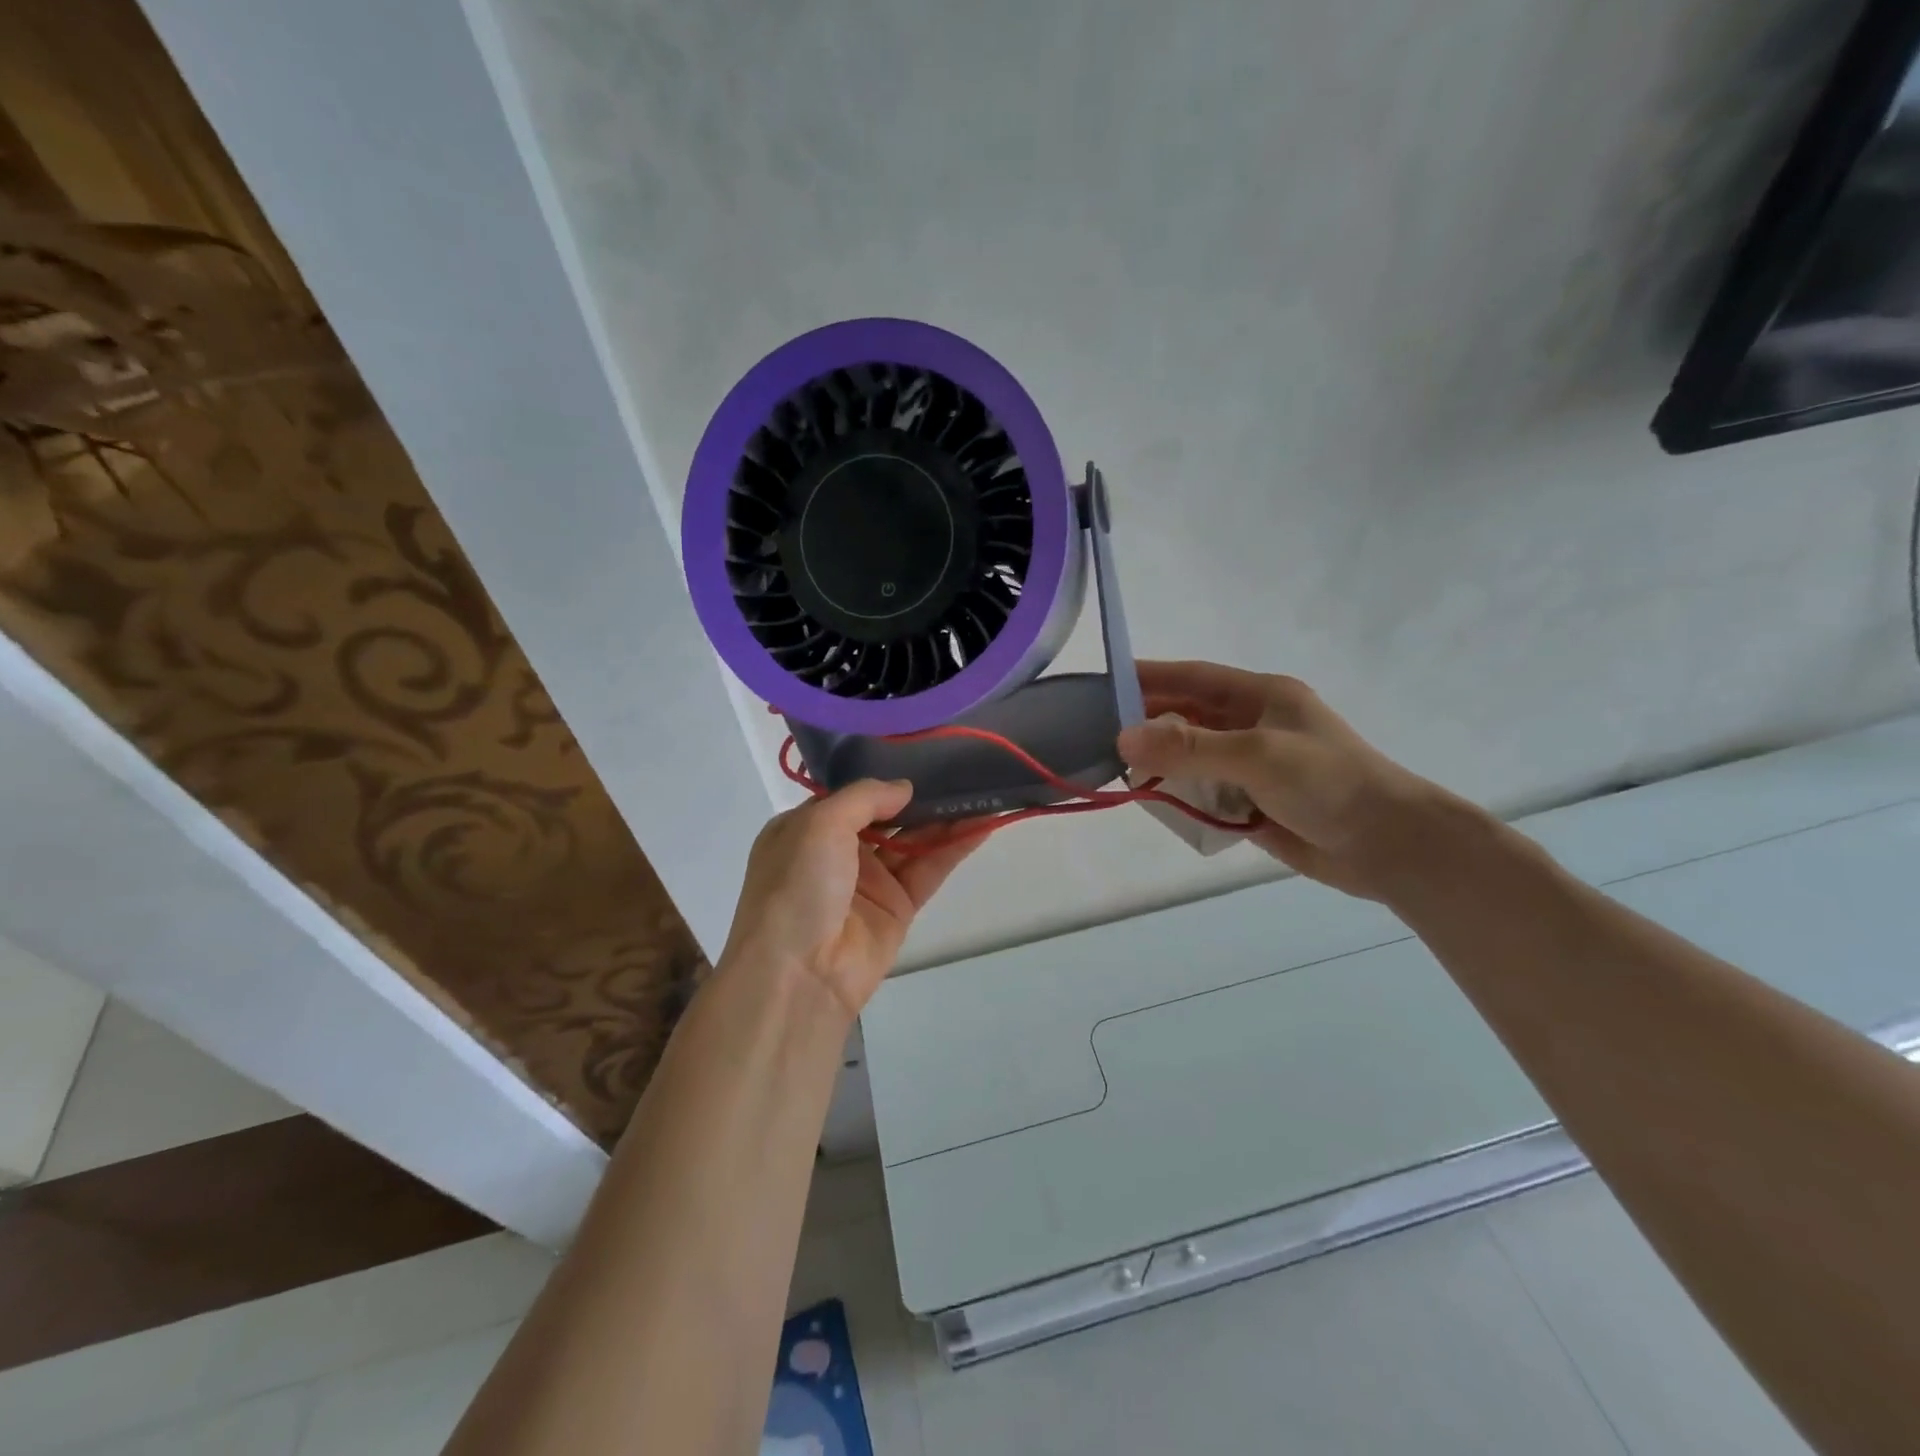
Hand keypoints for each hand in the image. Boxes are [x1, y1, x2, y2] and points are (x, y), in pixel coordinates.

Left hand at [719, 781, 987, 1016]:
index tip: (918, 754)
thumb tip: (904, 788)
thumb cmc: (797, 886)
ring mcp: (869, 882)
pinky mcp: (898, 908)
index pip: (849, 796)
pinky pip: (929, 869)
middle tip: (959, 769)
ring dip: (944, 818)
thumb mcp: (819, 824)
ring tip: (981, 792)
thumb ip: (865, 797)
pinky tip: (982, 824)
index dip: (881, 778)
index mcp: (805, 830)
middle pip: (886, 817)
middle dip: (919, 796)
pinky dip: (954, 847)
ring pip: (912, 841)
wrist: (799, 974)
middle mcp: (836, 853)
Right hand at [1118, 660, 1459, 899]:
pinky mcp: (1253, 803)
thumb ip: (1190, 747)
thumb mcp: (1257, 755)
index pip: (1193, 678)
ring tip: (1120, 775)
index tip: (1103, 684)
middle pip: (1188, 718)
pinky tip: (1155, 804)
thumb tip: (1123, 738)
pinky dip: (1180, 797)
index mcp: (1261, 697)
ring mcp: (1253, 766)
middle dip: (1148, 726)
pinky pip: (1203, 793)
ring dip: (1161, 765)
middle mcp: (1253, 726)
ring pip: (1191, 758)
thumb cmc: (1329, 784)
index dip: (1149, 676)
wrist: (1390, 846)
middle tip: (1099, 737)